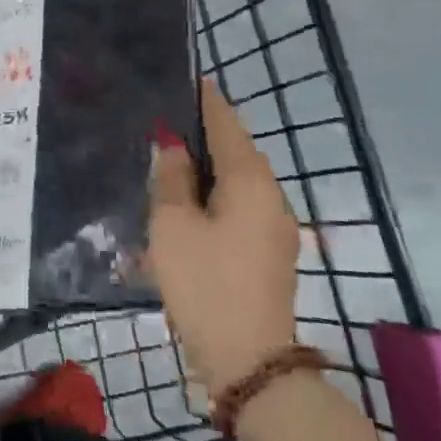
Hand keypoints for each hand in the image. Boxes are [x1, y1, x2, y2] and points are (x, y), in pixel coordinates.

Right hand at [148, 80, 300, 396]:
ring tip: (169, 161)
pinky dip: (214, 195)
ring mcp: (275, 227)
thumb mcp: (172, 224)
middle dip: (203, 133)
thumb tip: (174, 146)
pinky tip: (186, 204)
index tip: (184, 79)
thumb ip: (171, 177)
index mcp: (250, 180)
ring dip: (207, 168)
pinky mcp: (269, 252)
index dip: (204, 100)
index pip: (226, 123)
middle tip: (164, 122)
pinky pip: (239, 206)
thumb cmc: (204, 283)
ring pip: (237, 181)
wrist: (248, 361)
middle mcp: (271, 196)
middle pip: (235, 150)